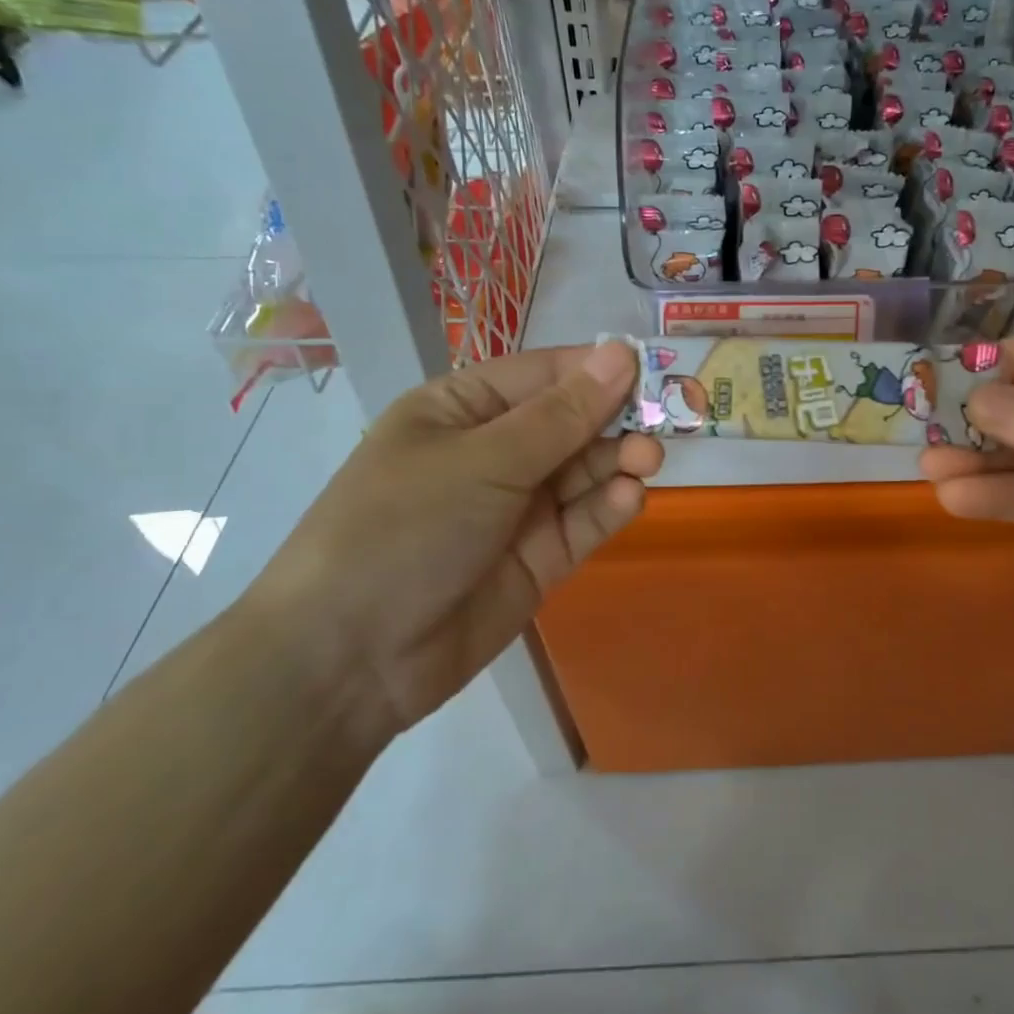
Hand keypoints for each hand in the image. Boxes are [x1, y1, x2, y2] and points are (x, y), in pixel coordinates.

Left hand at [242, 342, 661, 738]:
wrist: (352, 659)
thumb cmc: (404, 528)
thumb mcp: (483, 462)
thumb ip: (561, 415)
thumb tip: (621, 354)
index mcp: (463, 409)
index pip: (543, 374)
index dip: (596, 368)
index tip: (652, 368)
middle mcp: (495, 452)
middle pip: (572, 421)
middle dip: (614, 418)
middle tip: (662, 422)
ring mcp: (520, 507)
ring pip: (585, 470)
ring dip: (618, 460)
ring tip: (646, 461)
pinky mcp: (541, 557)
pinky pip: (585, 521)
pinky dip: (609, 507)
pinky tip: (627, 498)